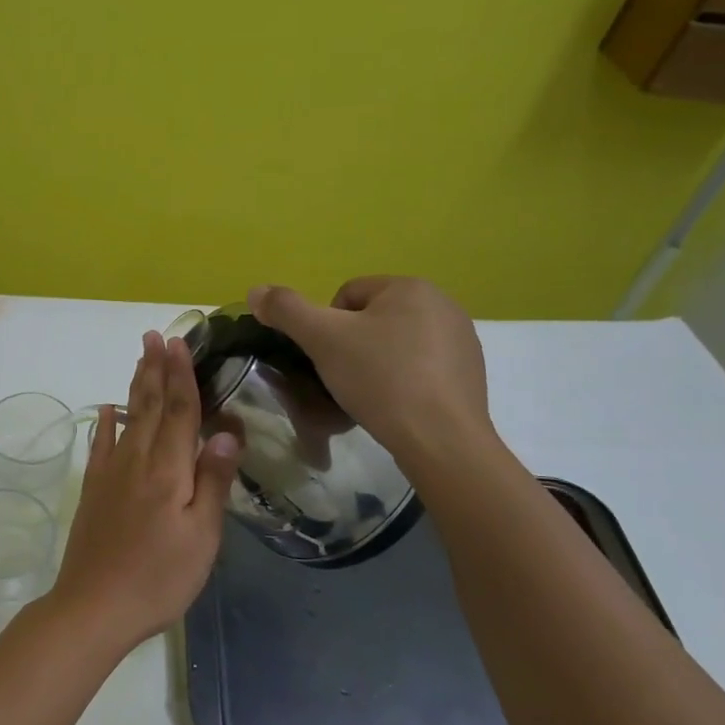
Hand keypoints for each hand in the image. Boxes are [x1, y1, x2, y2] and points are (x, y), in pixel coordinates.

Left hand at [49, 332, 240, 650]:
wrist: (94, 606)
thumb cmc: (158, 577)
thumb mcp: (201, 537)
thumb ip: (213, 482)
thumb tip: (226, 432)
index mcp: (168, 469)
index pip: (178, 411)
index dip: (181, 376)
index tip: (179, 342)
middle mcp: (136, 461)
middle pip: (148, 405)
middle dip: (154, 368)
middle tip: (154, 335)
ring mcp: (110, 474)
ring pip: (126, 418)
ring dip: (134, 385)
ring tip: (139, 358)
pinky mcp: (93, 490)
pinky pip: (100, 445)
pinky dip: (105, 423)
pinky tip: (106, 411)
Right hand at [247, 276, 494, 471]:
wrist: (440, 438)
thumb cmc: (379, 378)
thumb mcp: (322, 339)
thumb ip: (286, 310)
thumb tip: (255, 290)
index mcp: (409, 287)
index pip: (346, 295)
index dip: (326, 327)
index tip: (326, 359)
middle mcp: (442, 304)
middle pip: (372, 319)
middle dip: (352, 346)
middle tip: (342, 379)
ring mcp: (461, 340)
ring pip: (396, 344)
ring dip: (376, 364)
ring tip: (368, 396)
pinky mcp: (469, 373)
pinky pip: (421, 369)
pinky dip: (403, 382)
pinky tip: (396, 407)